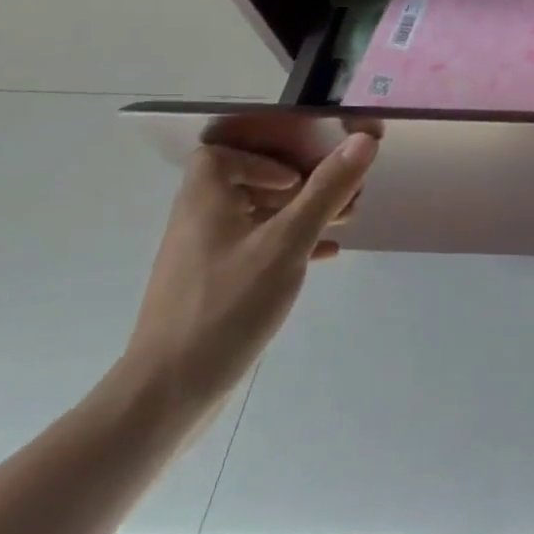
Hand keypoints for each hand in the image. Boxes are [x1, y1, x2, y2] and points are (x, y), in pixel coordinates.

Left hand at [117, 133, 378, 416]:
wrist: (170, 392)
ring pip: (255, 219)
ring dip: (299, 214)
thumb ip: (326, 191)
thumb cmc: (227, 306)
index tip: (299, 178)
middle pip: (246, 185)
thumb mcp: (287, 243)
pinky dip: (289, 245)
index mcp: (204, 204)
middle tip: (340, 197)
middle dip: (298, 186)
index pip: (221, 155)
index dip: (263, 158)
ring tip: (343, 222)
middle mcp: (198, 224)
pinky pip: (255, 250)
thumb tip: (363, 140)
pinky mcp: (212, 290)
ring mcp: (203, 260)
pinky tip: (323, 256)